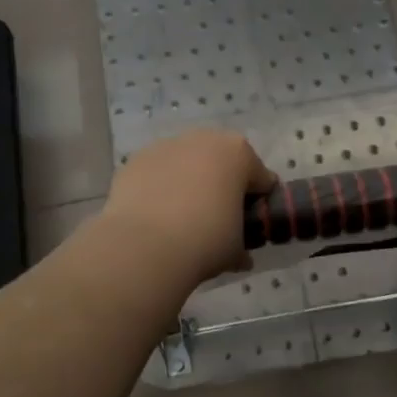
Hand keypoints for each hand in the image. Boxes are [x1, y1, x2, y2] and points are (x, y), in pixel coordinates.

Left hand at [99, 130, 275, 285]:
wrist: (144, 245)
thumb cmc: (205, 239)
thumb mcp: (236, 250)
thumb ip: (242, 246)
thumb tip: (242, 257)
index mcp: (238, 153)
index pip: (260, 177)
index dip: (258, 202)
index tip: (250, 224)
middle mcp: (203, 139)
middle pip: (221, 162)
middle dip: (222, 185)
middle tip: (217, 219)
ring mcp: (165, 146)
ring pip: (186, 163)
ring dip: (188, 183)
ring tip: (181, 219)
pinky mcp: (136, 160)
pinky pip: (157, 173)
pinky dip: (160, 188)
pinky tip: (155, 215)